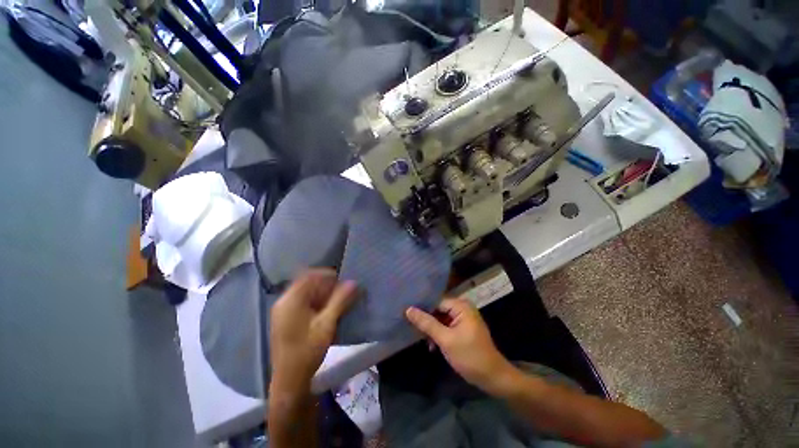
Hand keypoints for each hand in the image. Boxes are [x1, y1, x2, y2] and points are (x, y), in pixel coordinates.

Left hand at [269, 269, 357, 392]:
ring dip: (323, 293)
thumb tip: (354, 282)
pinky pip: (304, 302)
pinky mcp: (287, 319)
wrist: (290, 381)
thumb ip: (340, 301)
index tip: (343, 279)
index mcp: (290, 300)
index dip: (327, 274)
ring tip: (338, 299)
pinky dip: (317, 302)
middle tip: (343, 290)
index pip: (309, 276)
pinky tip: (328, 310)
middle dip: (327, 285)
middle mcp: (284, 302)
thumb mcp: (327, 324)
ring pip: (306, 293)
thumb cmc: (307, 351)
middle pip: (307, 284)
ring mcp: (283, 311)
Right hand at [406, 298, 514, 394]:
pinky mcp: (462, 329)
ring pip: (440, 319)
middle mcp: (462, 308)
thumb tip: (408, 309)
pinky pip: (445, 326)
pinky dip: (438, 335)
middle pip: (438, 309)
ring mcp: (462, 319)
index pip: (436, 301)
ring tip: (424, 341)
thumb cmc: (470, 356)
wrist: (493, 378)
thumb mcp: (446, 340)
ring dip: (432, 330)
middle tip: (412, 329)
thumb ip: (427, 323)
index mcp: (461, 306)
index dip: (422, 308)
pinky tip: (432, 346)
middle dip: (427, 320)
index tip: (406, 313)